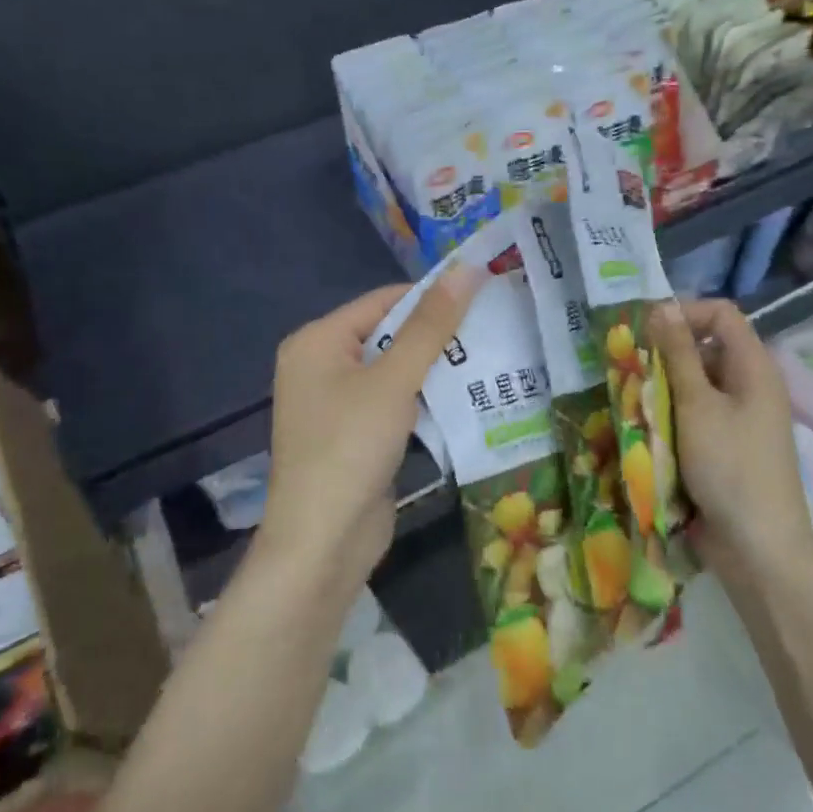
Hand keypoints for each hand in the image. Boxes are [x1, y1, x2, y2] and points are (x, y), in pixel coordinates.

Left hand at [261, 266, 482, 581]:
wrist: (322, 543)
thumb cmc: (350, 448)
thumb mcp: (394, 380)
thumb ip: (430, 326)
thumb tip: (466, 268)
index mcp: (317, 340)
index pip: (383, 301)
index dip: (432, 297)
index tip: (485, 295)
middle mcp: (321, 365)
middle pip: (388, 334)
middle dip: (438, 335)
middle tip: (495, 328)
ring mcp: (336, 403)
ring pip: (395, 371)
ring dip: (437, 369)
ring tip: (492, 357)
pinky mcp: (354, 435)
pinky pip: (394, 403)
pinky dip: (424, 399)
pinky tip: (467, 398)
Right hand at [652, 298, 812, 592]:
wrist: (757, 547)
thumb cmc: (729, 467)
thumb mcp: (697, 405)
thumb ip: (678, 354)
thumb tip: (662, 305)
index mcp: (754, 367)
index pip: (721, 314)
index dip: (684, 312)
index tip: (644, 333)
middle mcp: (749, 386)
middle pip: (706, 348)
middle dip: (666, 355)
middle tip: (631, 373)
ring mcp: (738, 418)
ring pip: (695, 384)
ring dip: (663, 389)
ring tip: (634, 405)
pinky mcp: (724, 446)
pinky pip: (694, 416)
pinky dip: (670, 417)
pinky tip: (647, 432)